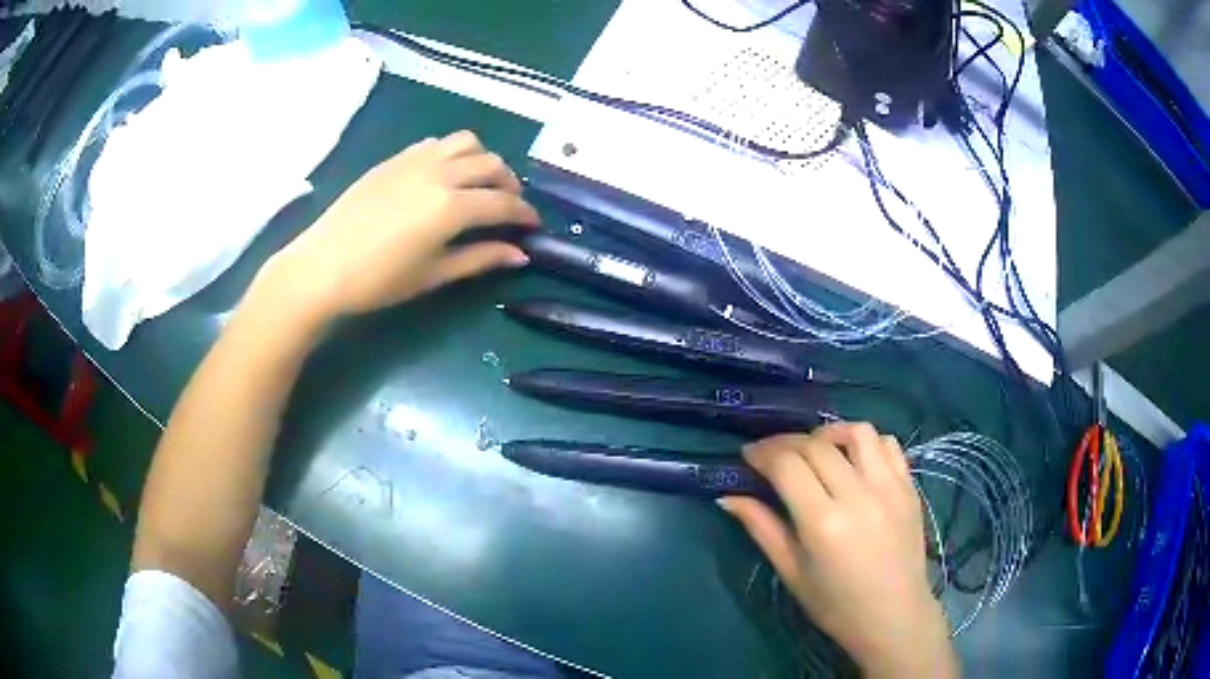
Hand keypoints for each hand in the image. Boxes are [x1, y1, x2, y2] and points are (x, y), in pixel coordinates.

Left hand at [259, 130, 538, 324]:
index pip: (503, 203)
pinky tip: (444, 175)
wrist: (322, 267)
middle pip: (491, 164)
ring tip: (479, 184)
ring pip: (466, 142)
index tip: (534, 226)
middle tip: (508, 207)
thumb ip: (480, 258)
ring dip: (483, 160)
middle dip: (509, 184)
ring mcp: (415, 160)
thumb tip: (520, 255)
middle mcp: (439, 173)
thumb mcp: (433, 275)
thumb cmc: (378, 280)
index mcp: (451, 206)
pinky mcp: (394, 159)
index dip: (525, 214)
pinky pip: (436, 143)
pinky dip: (452, 153)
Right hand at [720, 423, 956, 677]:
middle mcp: (858, 495)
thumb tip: (728, 497)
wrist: (893, 616)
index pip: (787, 465)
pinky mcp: (909, 486)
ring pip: (857, 432)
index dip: (762, 453)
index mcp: (823, 522)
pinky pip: (888, 444)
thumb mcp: (791, 572)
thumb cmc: (836, 604)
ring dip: (829, 433)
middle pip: (816, 445)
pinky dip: (866, 443)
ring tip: (816, 449)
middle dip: (786, 442)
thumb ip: (762, 529)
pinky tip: (854, 460)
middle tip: (771, 454)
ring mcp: (889, 487)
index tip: (748, 456)